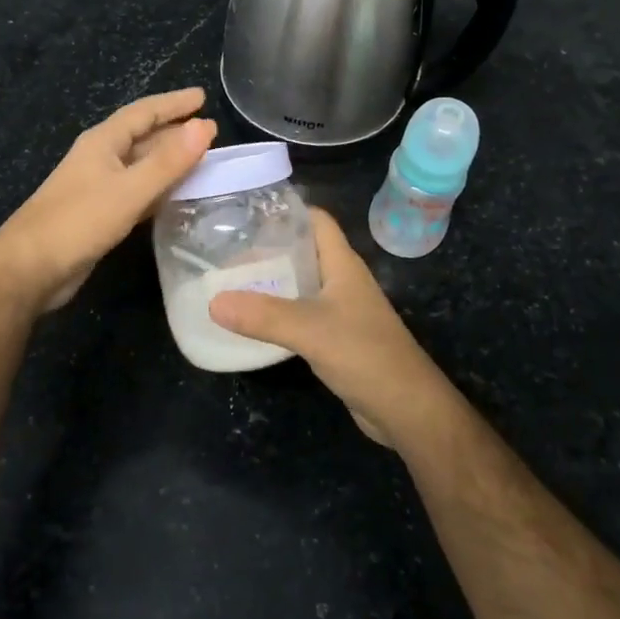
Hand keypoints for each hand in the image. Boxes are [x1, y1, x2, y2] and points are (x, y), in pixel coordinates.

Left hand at [0, 87, 215, 311]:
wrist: (30, 268)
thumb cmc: (78, 221)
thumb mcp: (129, 190)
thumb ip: (168, 161)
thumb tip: (204, 126)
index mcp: (103, 142)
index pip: (144, 112)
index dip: (174, 104)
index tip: (203, 97)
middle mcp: (100, 158)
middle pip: (142, 136)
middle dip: (174, 131)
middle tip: (210, 131)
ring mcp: (98, 186)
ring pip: (141, 165)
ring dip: (169, 160)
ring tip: (201, 160)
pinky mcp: (99, 213)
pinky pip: (137, 190)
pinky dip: (159, 187)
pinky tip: (176, 195)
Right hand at [208, 209, 456, 451]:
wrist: (406, 408)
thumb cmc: (365, 354)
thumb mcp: (310, 330)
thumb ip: (263, 315)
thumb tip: (213, 302)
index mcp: (343, 264)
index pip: (316, 220)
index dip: (287, 210)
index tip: (247, 212)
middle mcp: (342, 281)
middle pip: (303, 251)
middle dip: (268, 248)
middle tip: (225, 251)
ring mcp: (341, 310)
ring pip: (301, 284)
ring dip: (271, 281)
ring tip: (230, 281)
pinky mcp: (336, 337)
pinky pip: (301, 314)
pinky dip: (277, 313)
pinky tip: (252, 321)